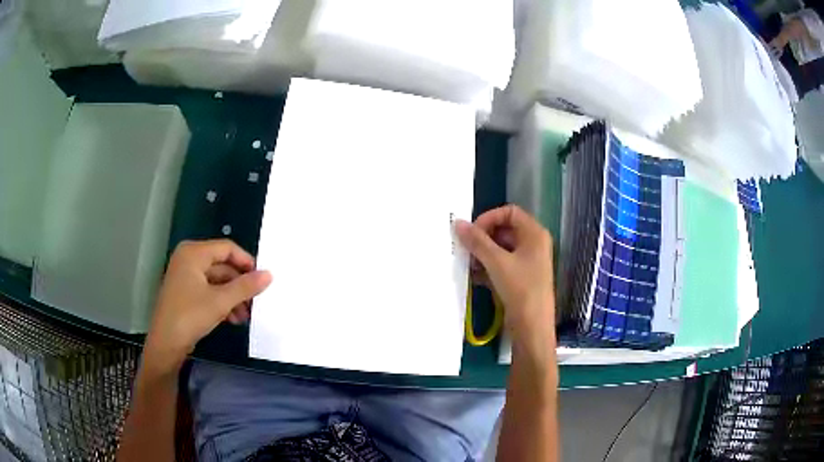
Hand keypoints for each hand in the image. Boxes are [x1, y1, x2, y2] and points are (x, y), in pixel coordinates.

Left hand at [143, 240, 271, 373]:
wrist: (166, 344)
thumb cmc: (190, 315)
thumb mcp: (221, 301)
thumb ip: (245, 287)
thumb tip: (269, 275)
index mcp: (194, 253)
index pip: (227, 248)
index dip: (246, 262)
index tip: (262, 279)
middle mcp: (189, 259)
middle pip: (222, 265)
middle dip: (240, 285)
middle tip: (256, 301)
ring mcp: (186, 276)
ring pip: (217, 281)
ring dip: (233, 297)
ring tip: (245, 316)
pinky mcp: (186, 293)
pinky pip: (209, 291)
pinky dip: (222, 302)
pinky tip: (233, 319)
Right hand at [456, 205, 554, 358]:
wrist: (532, 327)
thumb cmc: (520, 288)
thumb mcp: (496, 262)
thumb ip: (477, 241)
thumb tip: (457, 223)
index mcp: (534, 233)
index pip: (509, 212)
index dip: (489, 218)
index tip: (472, 232)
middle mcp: (533, 244)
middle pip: (505, 229)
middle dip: (483, 238)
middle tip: (466, 249)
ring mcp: (528, 261)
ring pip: (502, 248)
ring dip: (483, 254)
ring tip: (468, 265)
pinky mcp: (522, 277)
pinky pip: (502, 264)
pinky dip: (488, 267)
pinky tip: (474, 277)